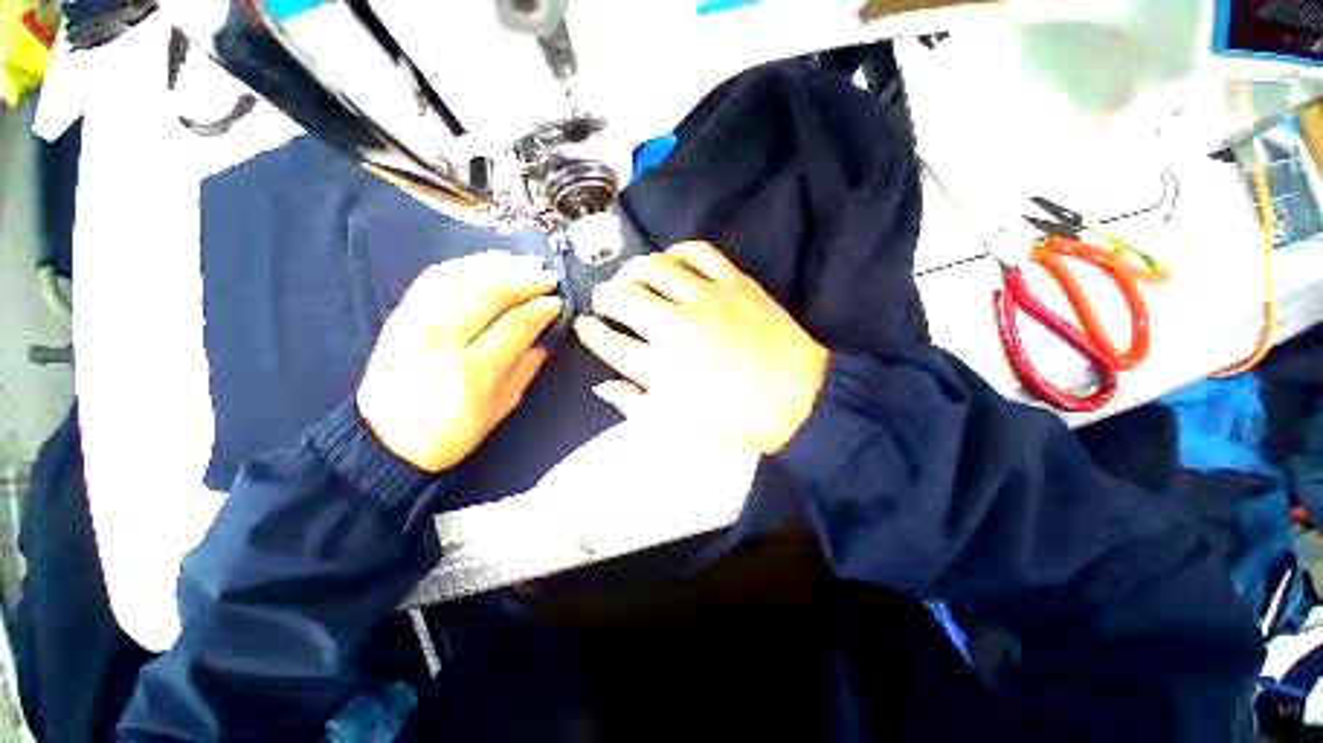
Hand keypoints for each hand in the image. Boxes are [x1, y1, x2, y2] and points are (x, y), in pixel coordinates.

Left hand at [358, 251, 561, 472]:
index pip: (515, 325)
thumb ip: (526, 369)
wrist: (384, 441)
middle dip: (525, 279)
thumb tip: (547, 337)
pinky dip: (462, 265)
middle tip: (548, 276)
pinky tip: (484, 262)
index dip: (541, 309)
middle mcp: (443, 339)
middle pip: (490, 293)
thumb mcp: (501, 408)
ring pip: (462, 278)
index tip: (558, 302)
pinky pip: (433, 278)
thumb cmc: (451, 432)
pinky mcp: (400, 315)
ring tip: (523, 262)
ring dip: (497, 266)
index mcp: (474, 370)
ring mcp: (417, 322)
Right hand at [573, 241, 828, 452]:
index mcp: (658, 368)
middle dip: (603, 295)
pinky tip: (671, 261)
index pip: (608, 341)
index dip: (590, 331)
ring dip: (632, 270)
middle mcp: (674, 327)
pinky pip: (698, 252)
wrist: (795, 398)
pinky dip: (677, 252)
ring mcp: (705, 299)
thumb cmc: (733, 418)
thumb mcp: (675, 426)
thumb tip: (602, 384)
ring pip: (654, 267)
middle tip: (605, 300)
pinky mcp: (733, 282)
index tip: (585, 324)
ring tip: (630, 277)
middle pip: (623, 296)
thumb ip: (633, 405)